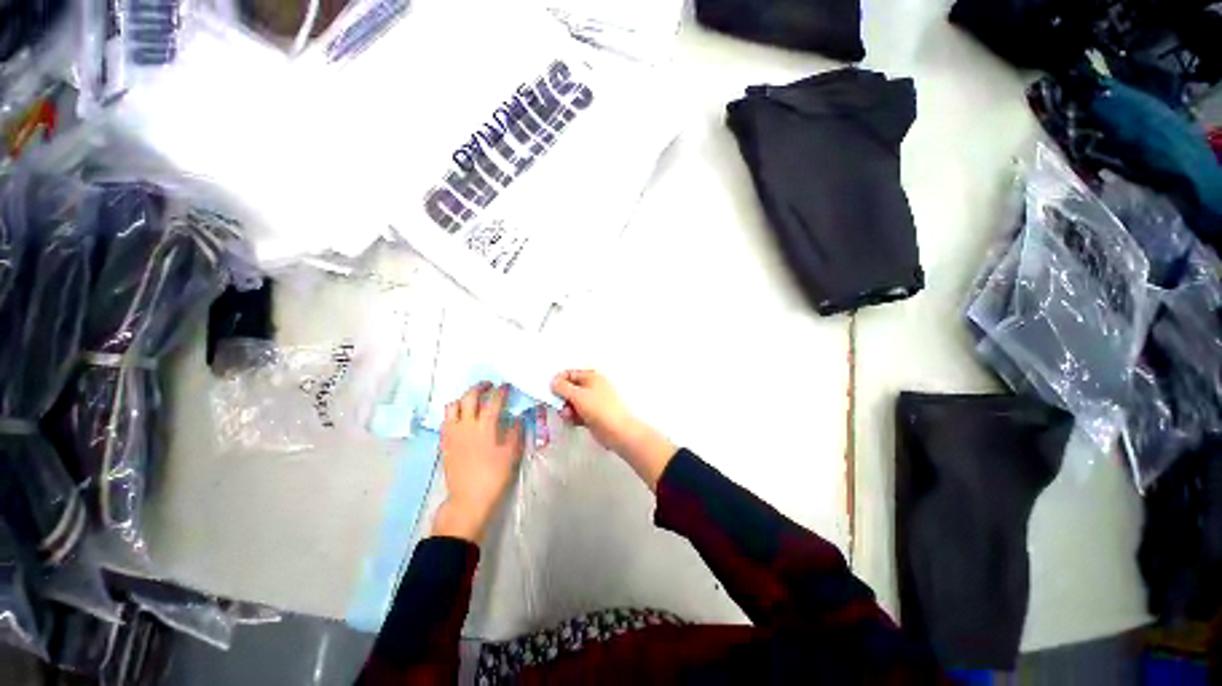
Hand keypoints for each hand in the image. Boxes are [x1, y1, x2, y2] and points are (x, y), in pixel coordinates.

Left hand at [433, 383, 524, 542]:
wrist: (468, 499)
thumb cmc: (494, 476)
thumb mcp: (511, 454)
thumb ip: (515, 432)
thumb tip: (517, 418)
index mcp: (485, 426)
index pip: (493, 401)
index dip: (501, 391)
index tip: (506, 386)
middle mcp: (466, 425)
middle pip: (469, 397)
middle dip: (479, 387)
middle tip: (489, 385)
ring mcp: (452, 433)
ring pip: (453, 406)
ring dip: (463, 398)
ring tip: (473, 400)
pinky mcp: (445, 442)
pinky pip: (446, 420)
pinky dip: (454, 412)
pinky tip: (462, 417)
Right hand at [552, 370, 675, 489]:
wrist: (616, 431)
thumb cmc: (599, 409)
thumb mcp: (577, 395)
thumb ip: (562, 387)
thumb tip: (553, 382)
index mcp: (591, 376)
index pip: (569, 374)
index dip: (558, 381)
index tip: (550, 390)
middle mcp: (592, 387)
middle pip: (569, 389)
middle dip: (562, 398)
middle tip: (560, 405)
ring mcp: (592, 401)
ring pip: (572, 402)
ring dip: (567, 409)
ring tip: (569, 415)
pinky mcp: (592, 414)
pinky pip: (577, 412)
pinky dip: (573, 416)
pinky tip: (575, 421)